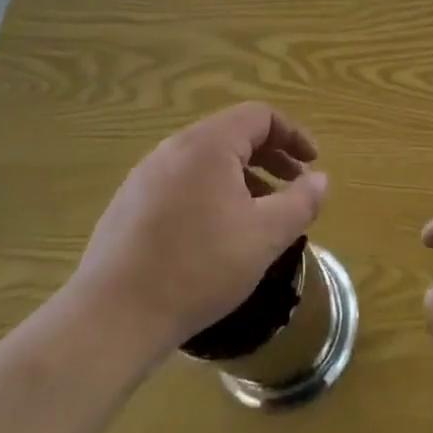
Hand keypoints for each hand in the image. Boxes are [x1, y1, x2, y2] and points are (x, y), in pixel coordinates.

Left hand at [73, 103, 327, 356]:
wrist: (113, 316)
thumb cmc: (199, 268)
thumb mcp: (265, 237)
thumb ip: (300, 202)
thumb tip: (319, 179)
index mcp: (208, 144)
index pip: (260, 116)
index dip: (293, 135)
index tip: (311, 164)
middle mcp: (174, 148)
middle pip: (232, 134)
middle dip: (270, 156)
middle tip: (293, 185)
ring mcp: (146, 174)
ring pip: (206, 160)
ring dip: (242, 176)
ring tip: (260, 214)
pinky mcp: (129, 203)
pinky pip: (182, 182)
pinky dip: (212, 192)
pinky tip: (216, 234)